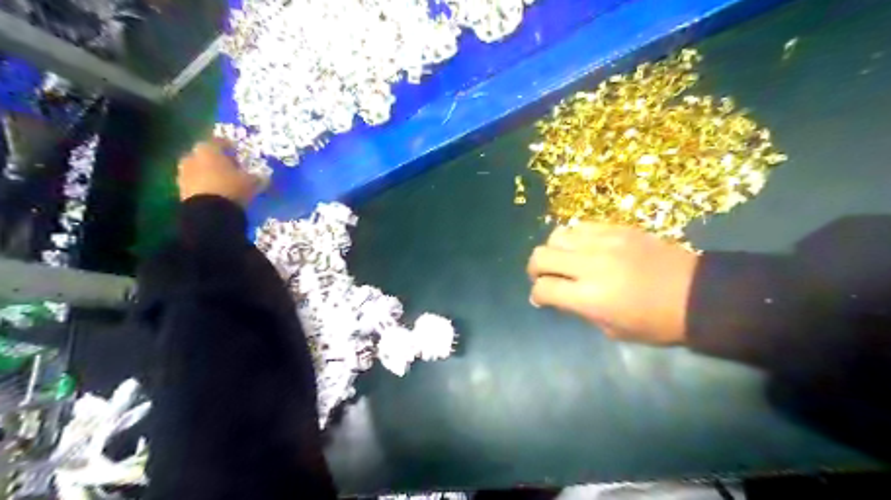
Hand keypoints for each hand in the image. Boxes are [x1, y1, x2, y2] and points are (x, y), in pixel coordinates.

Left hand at [177, 142, 261, 204]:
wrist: (209, 212)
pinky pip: (195, 185)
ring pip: (198, 170)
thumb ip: (255, 177)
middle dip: (215, 161)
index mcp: (208, 149)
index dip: (229, 147)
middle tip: (229, 169)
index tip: (237, 153)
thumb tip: (262, 177)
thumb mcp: (251, 182)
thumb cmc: (231, 188)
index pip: (218, 142)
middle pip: (205, 156)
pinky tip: (215, 195)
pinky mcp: (181, 191)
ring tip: (222, 184)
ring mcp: (183, 174)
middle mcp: (192, 157)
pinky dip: (203, 187)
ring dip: (207, 175)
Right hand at [523, 225, 699, 344]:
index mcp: (589, 298)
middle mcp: (590, 266)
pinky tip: (583, 247)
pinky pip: (582, 226)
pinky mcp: (618, 228)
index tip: (542, 299)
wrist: (697, 295)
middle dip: (535, 269)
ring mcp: (604, 242)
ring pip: (557, 235)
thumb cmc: (656, 323)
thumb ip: (579, 310)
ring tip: (563, 259)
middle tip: (544, 276)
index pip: (543, 289)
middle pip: (541, 256)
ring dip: (553, 250)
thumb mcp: (612, 329)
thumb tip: (557, 296)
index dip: (537, 295)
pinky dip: (575, 238)